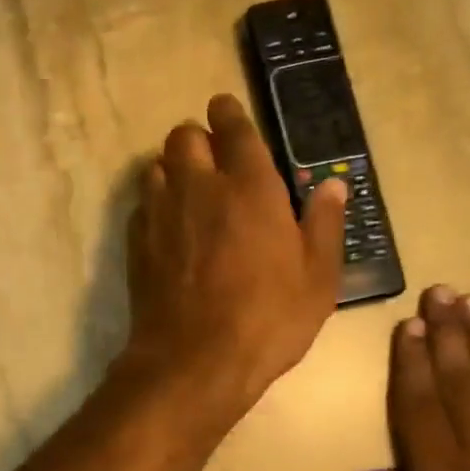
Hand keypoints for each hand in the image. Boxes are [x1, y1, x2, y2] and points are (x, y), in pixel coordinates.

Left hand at [123, 94, 345, 415]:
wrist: (194, 360)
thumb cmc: (268, 319)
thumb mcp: (318, 279)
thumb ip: (324, 225)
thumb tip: (332, 186)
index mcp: (250, 187)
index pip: (233, 128)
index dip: (228, 113)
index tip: (226, 110)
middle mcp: (199, 187)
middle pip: (184, 136)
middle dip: (198, 139)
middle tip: (214, 160)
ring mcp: (161, 212)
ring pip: (157, 164)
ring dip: (174, 168)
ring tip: (191, 191)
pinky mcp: (137, 240)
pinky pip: (143, 202)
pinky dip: (156, 202)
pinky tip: (170, 226)